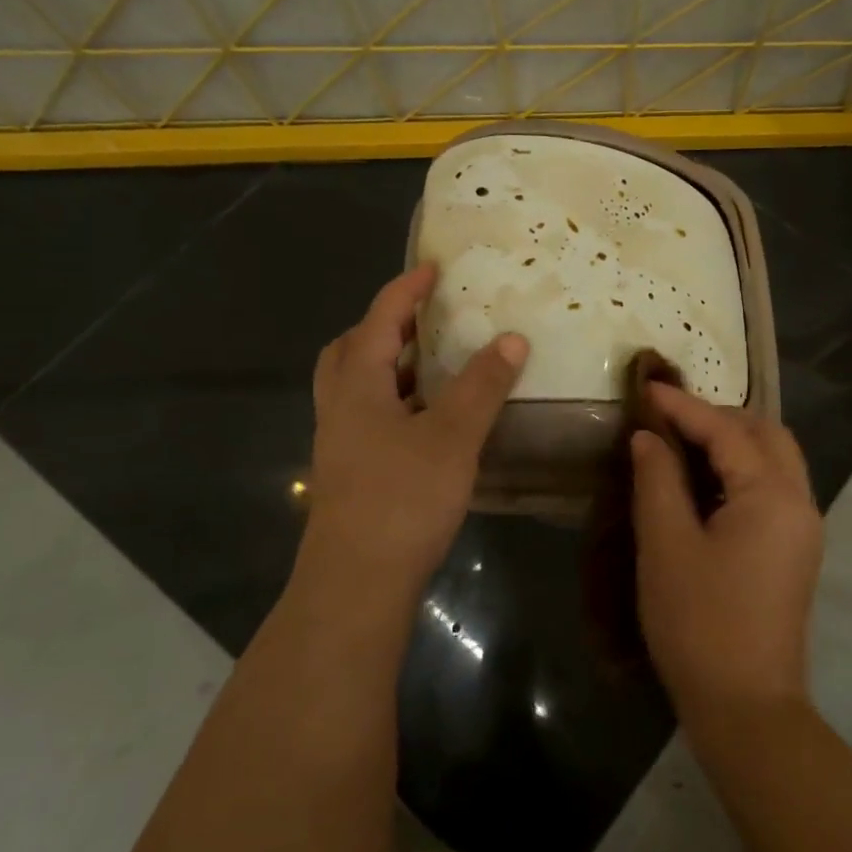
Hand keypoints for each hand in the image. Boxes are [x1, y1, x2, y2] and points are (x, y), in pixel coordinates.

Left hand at [297, 264, 526, 616]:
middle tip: (424, 319)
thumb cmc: (402, 498)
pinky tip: (430, 420)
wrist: (357, 582)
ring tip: (434, 363)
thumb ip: (482, 386)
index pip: (379, 321)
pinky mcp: (353, 473)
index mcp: (358, 386)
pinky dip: (397, 402)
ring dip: (390, 366)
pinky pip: (370, 417)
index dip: (406, 291)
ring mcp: (342, 443)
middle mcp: (341, 408)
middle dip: (384, 326)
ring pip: (358, 387)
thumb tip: (511, 339)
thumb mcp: (452, 436)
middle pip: (351, 350)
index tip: (434, 268)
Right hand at [630, 384, 822, 716]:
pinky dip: (743, 470)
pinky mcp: (796, 551)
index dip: (684, 407)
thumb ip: (658, 480)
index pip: (728, 432)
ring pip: (776, 460)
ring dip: (735, 441)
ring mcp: (803, 528)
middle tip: (671, 417)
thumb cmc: (700, 624)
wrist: (746, 707)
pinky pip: (774, 488)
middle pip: (767, 435)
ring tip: (685, 441)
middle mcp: (800, 502)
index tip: (647, 388)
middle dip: (719, 417)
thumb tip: (649, 438)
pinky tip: (706, 480)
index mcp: (773, 496)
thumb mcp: (667, 546)